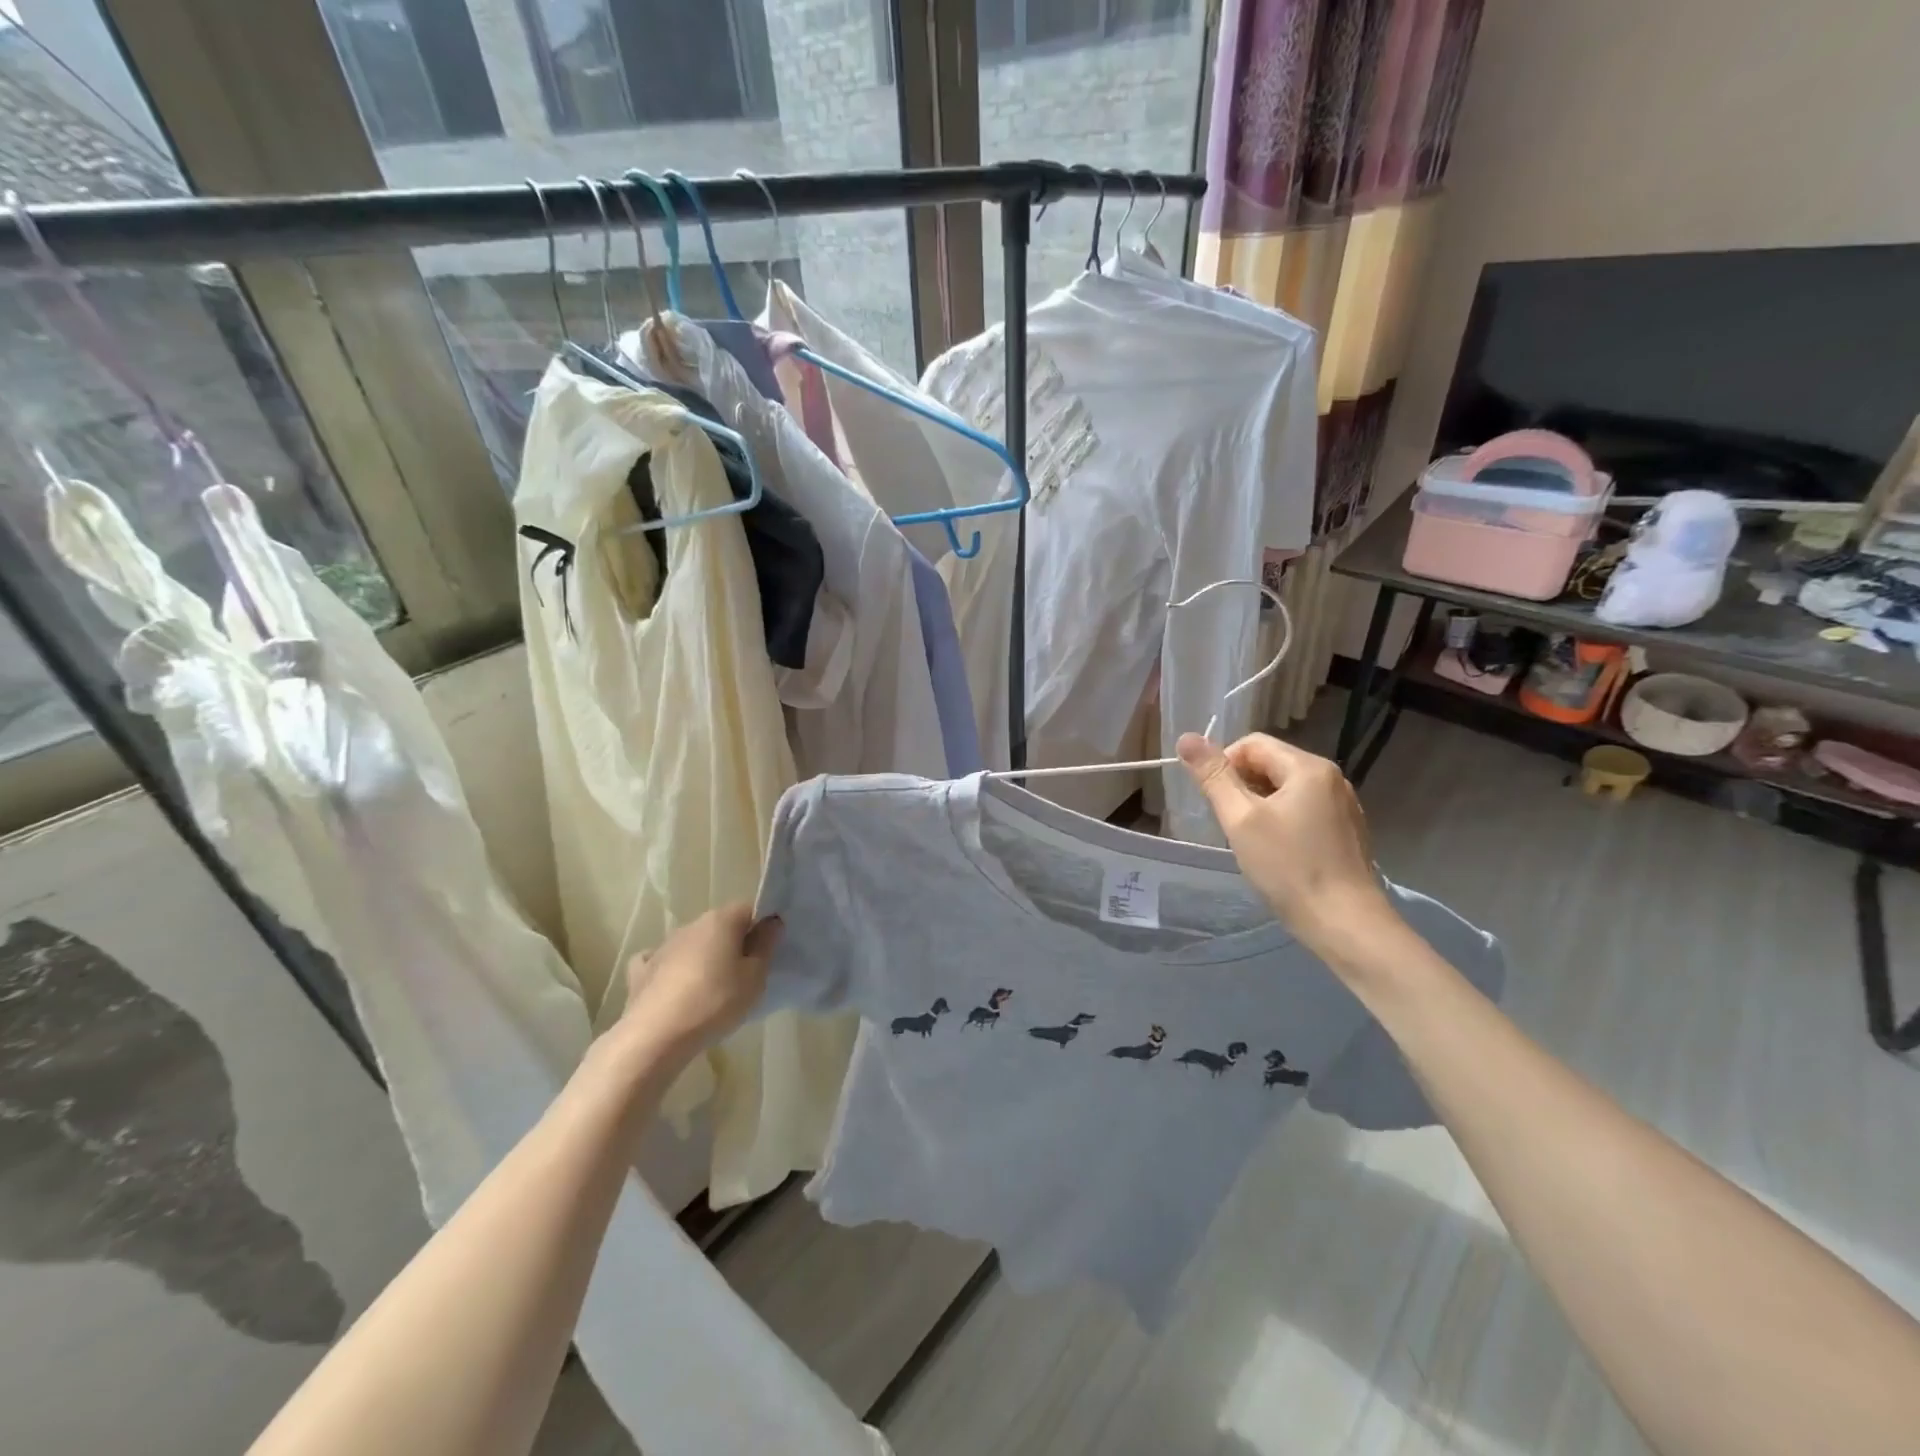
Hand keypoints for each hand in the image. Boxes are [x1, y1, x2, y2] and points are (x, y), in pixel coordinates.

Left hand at [616, 903, 779, 1064]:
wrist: (655, 1036)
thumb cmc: (714, 1002)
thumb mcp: (755, 977)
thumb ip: (765, 946)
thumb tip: (771, 922)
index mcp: (720, 920)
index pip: (749, 909)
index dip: (761, 927)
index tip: (768, 951)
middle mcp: (691, 925)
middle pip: (720, 926)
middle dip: (733, 943)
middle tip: (745, 974)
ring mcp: (663, 946)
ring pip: (692, 944)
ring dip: (704, 958)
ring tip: (711, 989)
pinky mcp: (642, 971)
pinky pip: (662, 962)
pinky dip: (671, 970)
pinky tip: (674, 987)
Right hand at [1178, 732, 1397, 963]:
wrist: (1345, 923)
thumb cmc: (1288, 868)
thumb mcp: (1240, 820)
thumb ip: (1214, 776)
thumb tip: (1187, 737)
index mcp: (1309, 768)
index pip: (1252, 744)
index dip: (1224, 765)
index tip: (1215, 801)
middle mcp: (1332, 778)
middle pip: (1271, 763)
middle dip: (1242, 787)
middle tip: (1231, 824)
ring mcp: (1343, 805)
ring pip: (1286, 789)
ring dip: (1260, 805)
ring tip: (1251, 841)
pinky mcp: (1346, 831)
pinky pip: (1303, 810)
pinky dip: (1282, 821)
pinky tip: (1277, 852)